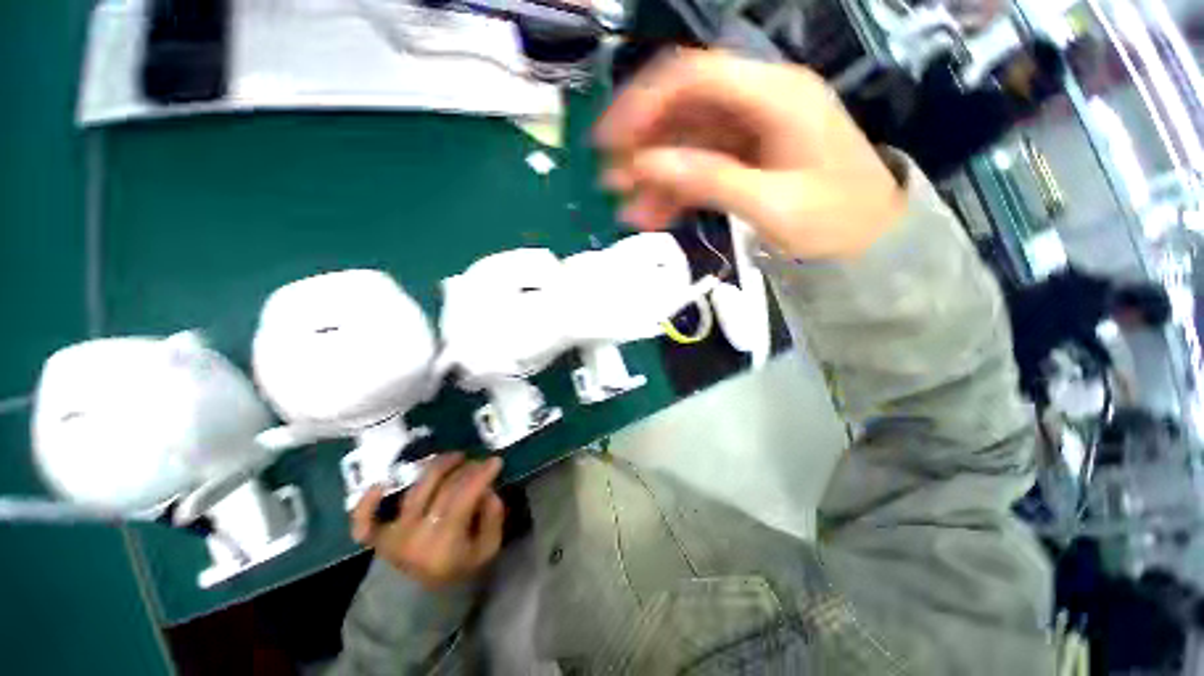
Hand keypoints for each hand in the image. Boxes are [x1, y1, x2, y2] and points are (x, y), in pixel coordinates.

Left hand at [351, 453, 505, 589]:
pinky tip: (381, 484)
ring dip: (436, 467)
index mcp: (446, 542)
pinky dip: (367, 502)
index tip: (495, 461)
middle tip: (477, 461)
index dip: (481, 474)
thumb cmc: (459, 575)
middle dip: (465, 468)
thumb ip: (492, 518)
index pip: (465, 496)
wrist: (420, 606)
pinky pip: (365, 520)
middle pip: (443, 488)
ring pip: (415, 490)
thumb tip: (488, 490)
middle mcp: (418, 535)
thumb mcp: (486, 551)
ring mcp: (395, 535)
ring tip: (454, 457)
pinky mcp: (378, 538)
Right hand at [595, 49, 905, 259]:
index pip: (695, 76)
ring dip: (655, 173)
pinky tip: (653, 213)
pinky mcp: (745, 158)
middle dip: (643, 143)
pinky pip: (700, 166)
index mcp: (774, 96)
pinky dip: (674, 188)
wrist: (871, 241)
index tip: (611, 138)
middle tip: (611, 178)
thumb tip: (648, 164)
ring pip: (687, 142)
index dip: (645, 101)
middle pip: (686, 108)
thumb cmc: (835, 220)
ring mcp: (750, 132)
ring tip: (628, 207)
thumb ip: (709, 179)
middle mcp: (759, 103)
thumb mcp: (771, 203)